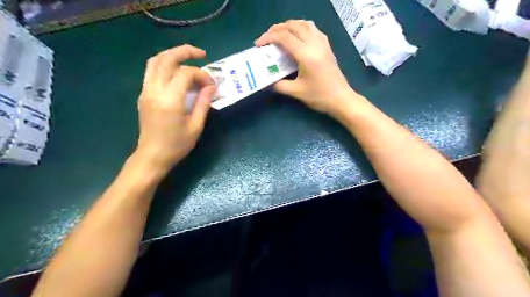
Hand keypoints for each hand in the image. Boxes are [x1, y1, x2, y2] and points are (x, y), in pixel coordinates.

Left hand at [135, 44, 214, 172]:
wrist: (152, 156)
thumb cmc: (177, 145)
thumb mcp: (196, 126)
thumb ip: (204, 103)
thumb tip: (212, 87)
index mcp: (170, 100)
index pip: (186, 74)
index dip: (202, 75)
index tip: (212, 85)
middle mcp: (154, 91)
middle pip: (166, 59)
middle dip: (185, 52)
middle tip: (201, 54)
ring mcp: (146, 91)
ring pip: (155, 61)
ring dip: (172, 55)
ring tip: (188, 59)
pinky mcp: (144, 95)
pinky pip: (152, 71)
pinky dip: (165, 65)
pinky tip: (177, 72)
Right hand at [256, 19, 355, 115]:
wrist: (341, 99)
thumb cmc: (319, 96)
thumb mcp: (296, 92)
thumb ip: (279, 85)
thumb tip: (267, 82)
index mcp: (306, 55)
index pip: (284, 38)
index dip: (269, 38)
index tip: (258, 44)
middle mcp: (315, 44)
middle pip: (293, 26)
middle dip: (277, 29)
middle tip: (266, 38)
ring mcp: (323, 44)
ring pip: (305, 24)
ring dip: (290, 25)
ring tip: (279, 34)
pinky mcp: (327, 47)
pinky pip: (313, 29)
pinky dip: (302, 27)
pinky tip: (297, 36)